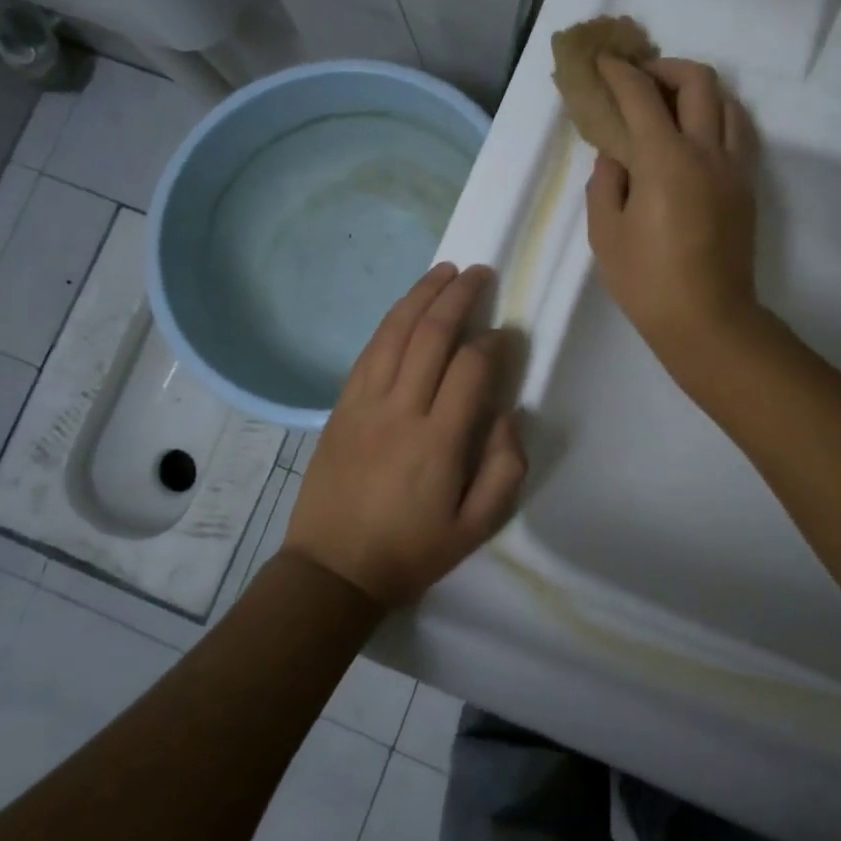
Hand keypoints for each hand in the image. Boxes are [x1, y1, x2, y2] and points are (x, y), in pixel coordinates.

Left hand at [284, 264, 526, 606]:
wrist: (333, 570)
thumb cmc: (411, 551)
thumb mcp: (476, 528)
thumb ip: (504, 469)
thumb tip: (507, 413)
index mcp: (438, 442)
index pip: (471, 369)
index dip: (494, 343)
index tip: (507, 334)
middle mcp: (401, 410)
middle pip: (431, 335)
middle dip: (459, 296)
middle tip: (480, 273)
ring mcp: (365, 403)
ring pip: (396, 332)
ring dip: (422, 295)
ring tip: (445, 271)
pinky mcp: (341, 405)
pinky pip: (369, 351)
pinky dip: (391, 321)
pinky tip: (406, 306)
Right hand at [585, 57, 759, 367]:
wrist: (708, 320)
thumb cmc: (647, 282)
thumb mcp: (606, 234)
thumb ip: (605, 183)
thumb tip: (615, 155)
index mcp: (666, 160)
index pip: (641, 96)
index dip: (620, 73)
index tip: (603, 63)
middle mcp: (707, 151)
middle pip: (698, 81)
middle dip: (665, 67)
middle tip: (640, 80)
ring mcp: (735, 168)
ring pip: (728, 102)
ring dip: (697, 90)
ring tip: (670, 105)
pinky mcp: (747, 187)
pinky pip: (739, 132)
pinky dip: (717, 116)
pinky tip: (695, 135)